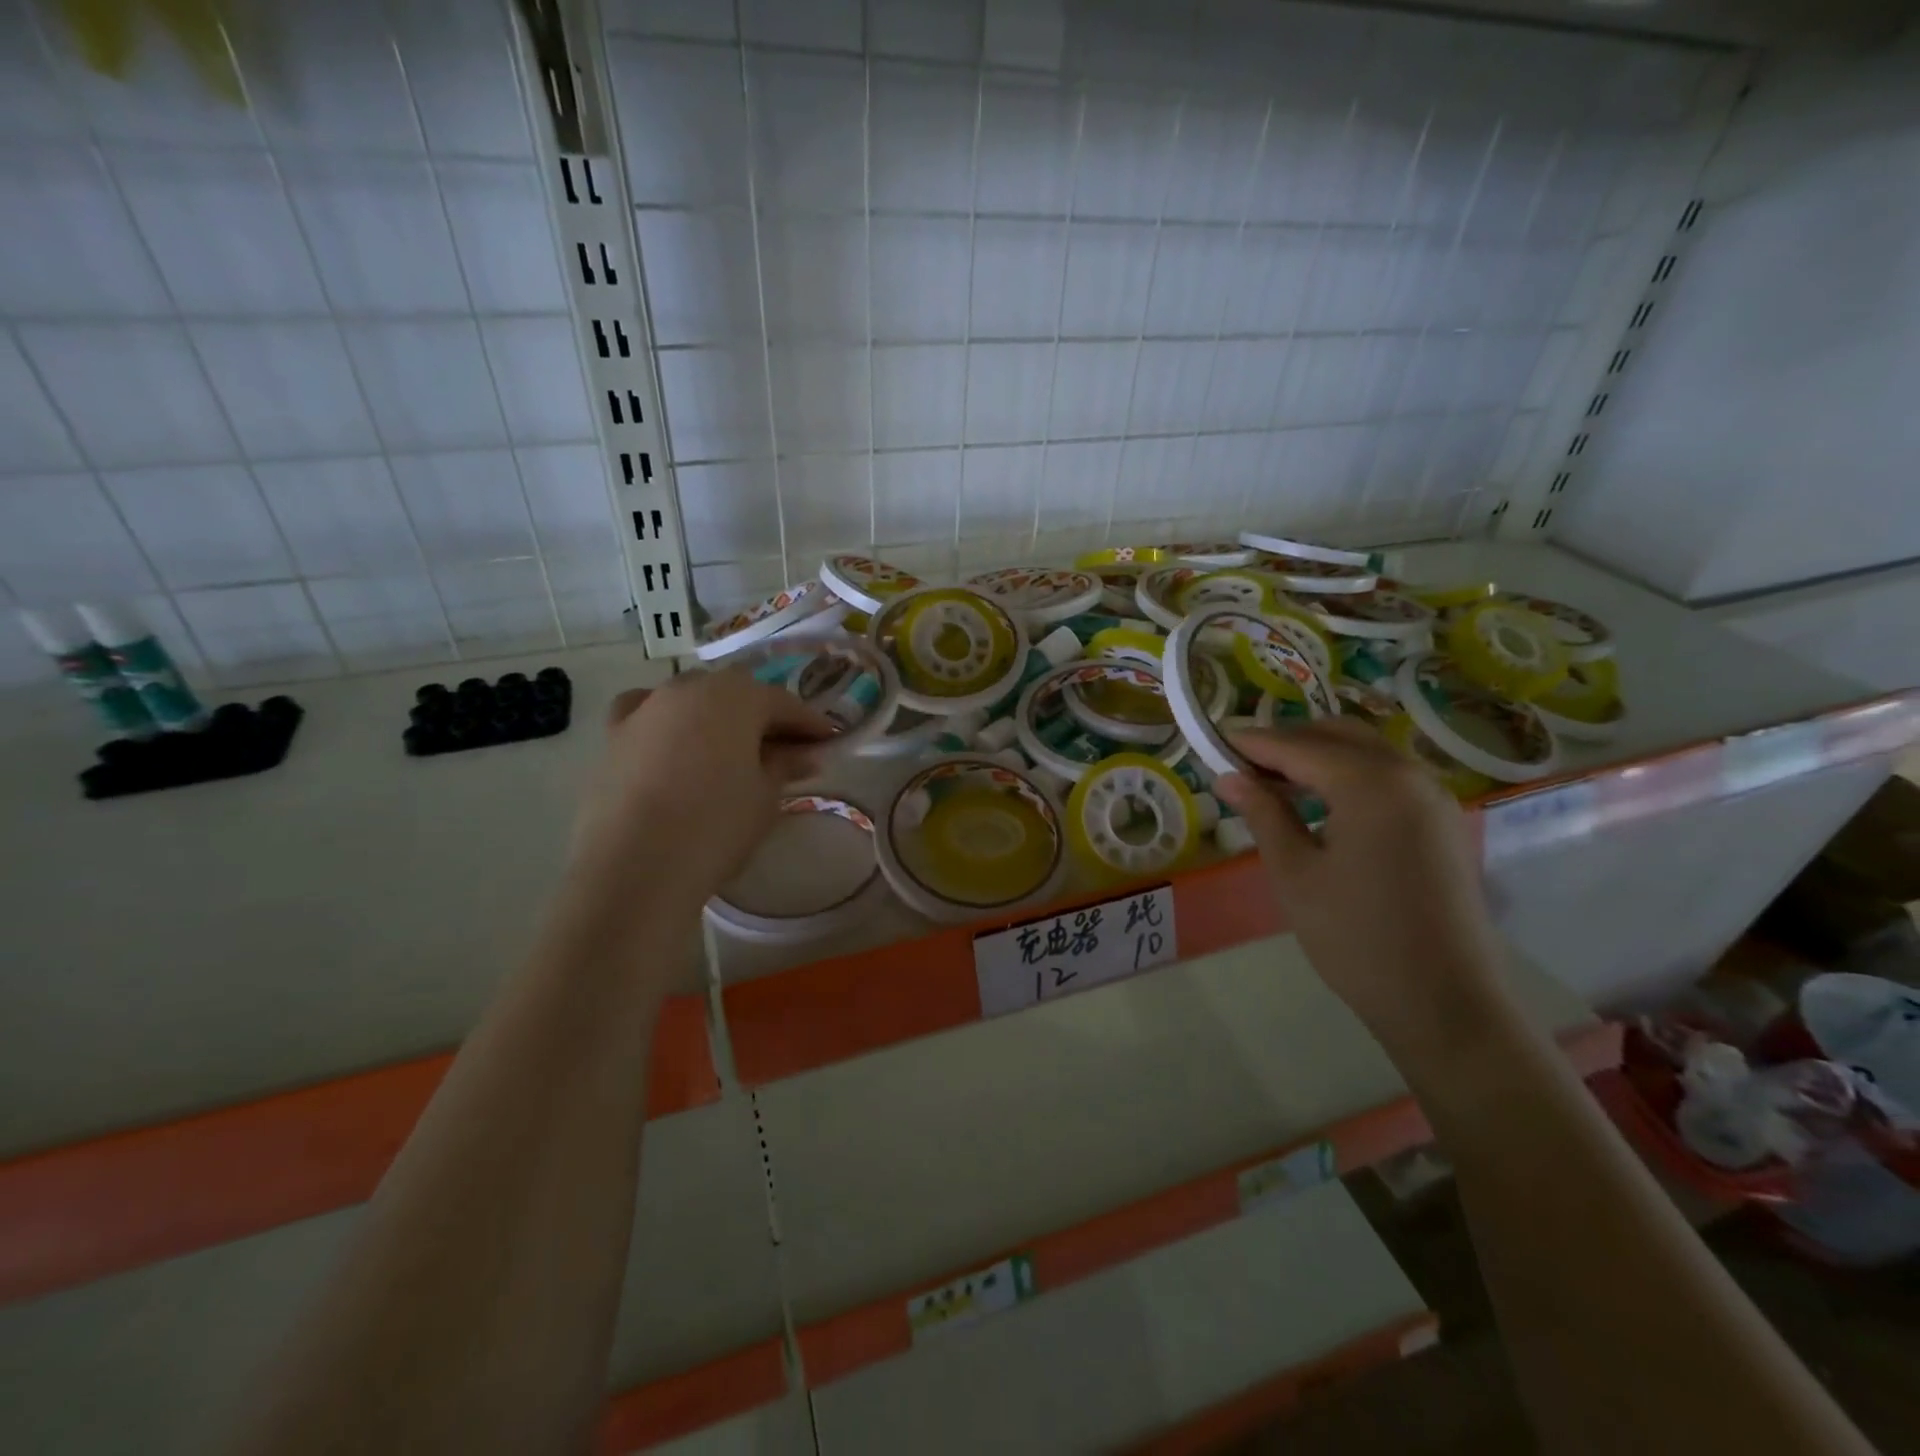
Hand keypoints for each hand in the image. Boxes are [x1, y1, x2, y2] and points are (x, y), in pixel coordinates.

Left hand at [569, 667, 835, 907]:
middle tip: (786, 750)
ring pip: (692, 700)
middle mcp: (689, 688)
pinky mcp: (613, 735)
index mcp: (736, 695)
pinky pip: (647, 714)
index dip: (810, 724)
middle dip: (764, 718)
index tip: (829, 742)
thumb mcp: (766, 796)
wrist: (635, 867)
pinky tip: (671, 741)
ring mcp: (646, 708)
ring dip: (717, 718)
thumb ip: (785, 766)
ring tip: (731, 750)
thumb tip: (803, 755)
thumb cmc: (716, 825)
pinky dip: (665, 721)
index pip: (784, 703)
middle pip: (737, 695)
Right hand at [1213, 719, 1510, 1064]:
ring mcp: (1434, 798)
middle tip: (1242, 764)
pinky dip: (1349, 775)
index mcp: (1371, 784)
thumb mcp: (1294, 873)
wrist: (1444, 1002)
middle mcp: (1410, 775)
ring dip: (1319, 756)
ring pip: (1367, 752)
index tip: (1213, 742)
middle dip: (1287, 741)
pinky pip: (1389, 777)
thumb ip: (1263, 814)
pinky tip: (1322, 804)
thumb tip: (1229, 777)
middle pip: (1338, 735)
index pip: (1298, 746)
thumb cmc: (1355, 937)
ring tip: (1274, 783)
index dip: (1252, 743)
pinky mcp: (1443, 823)